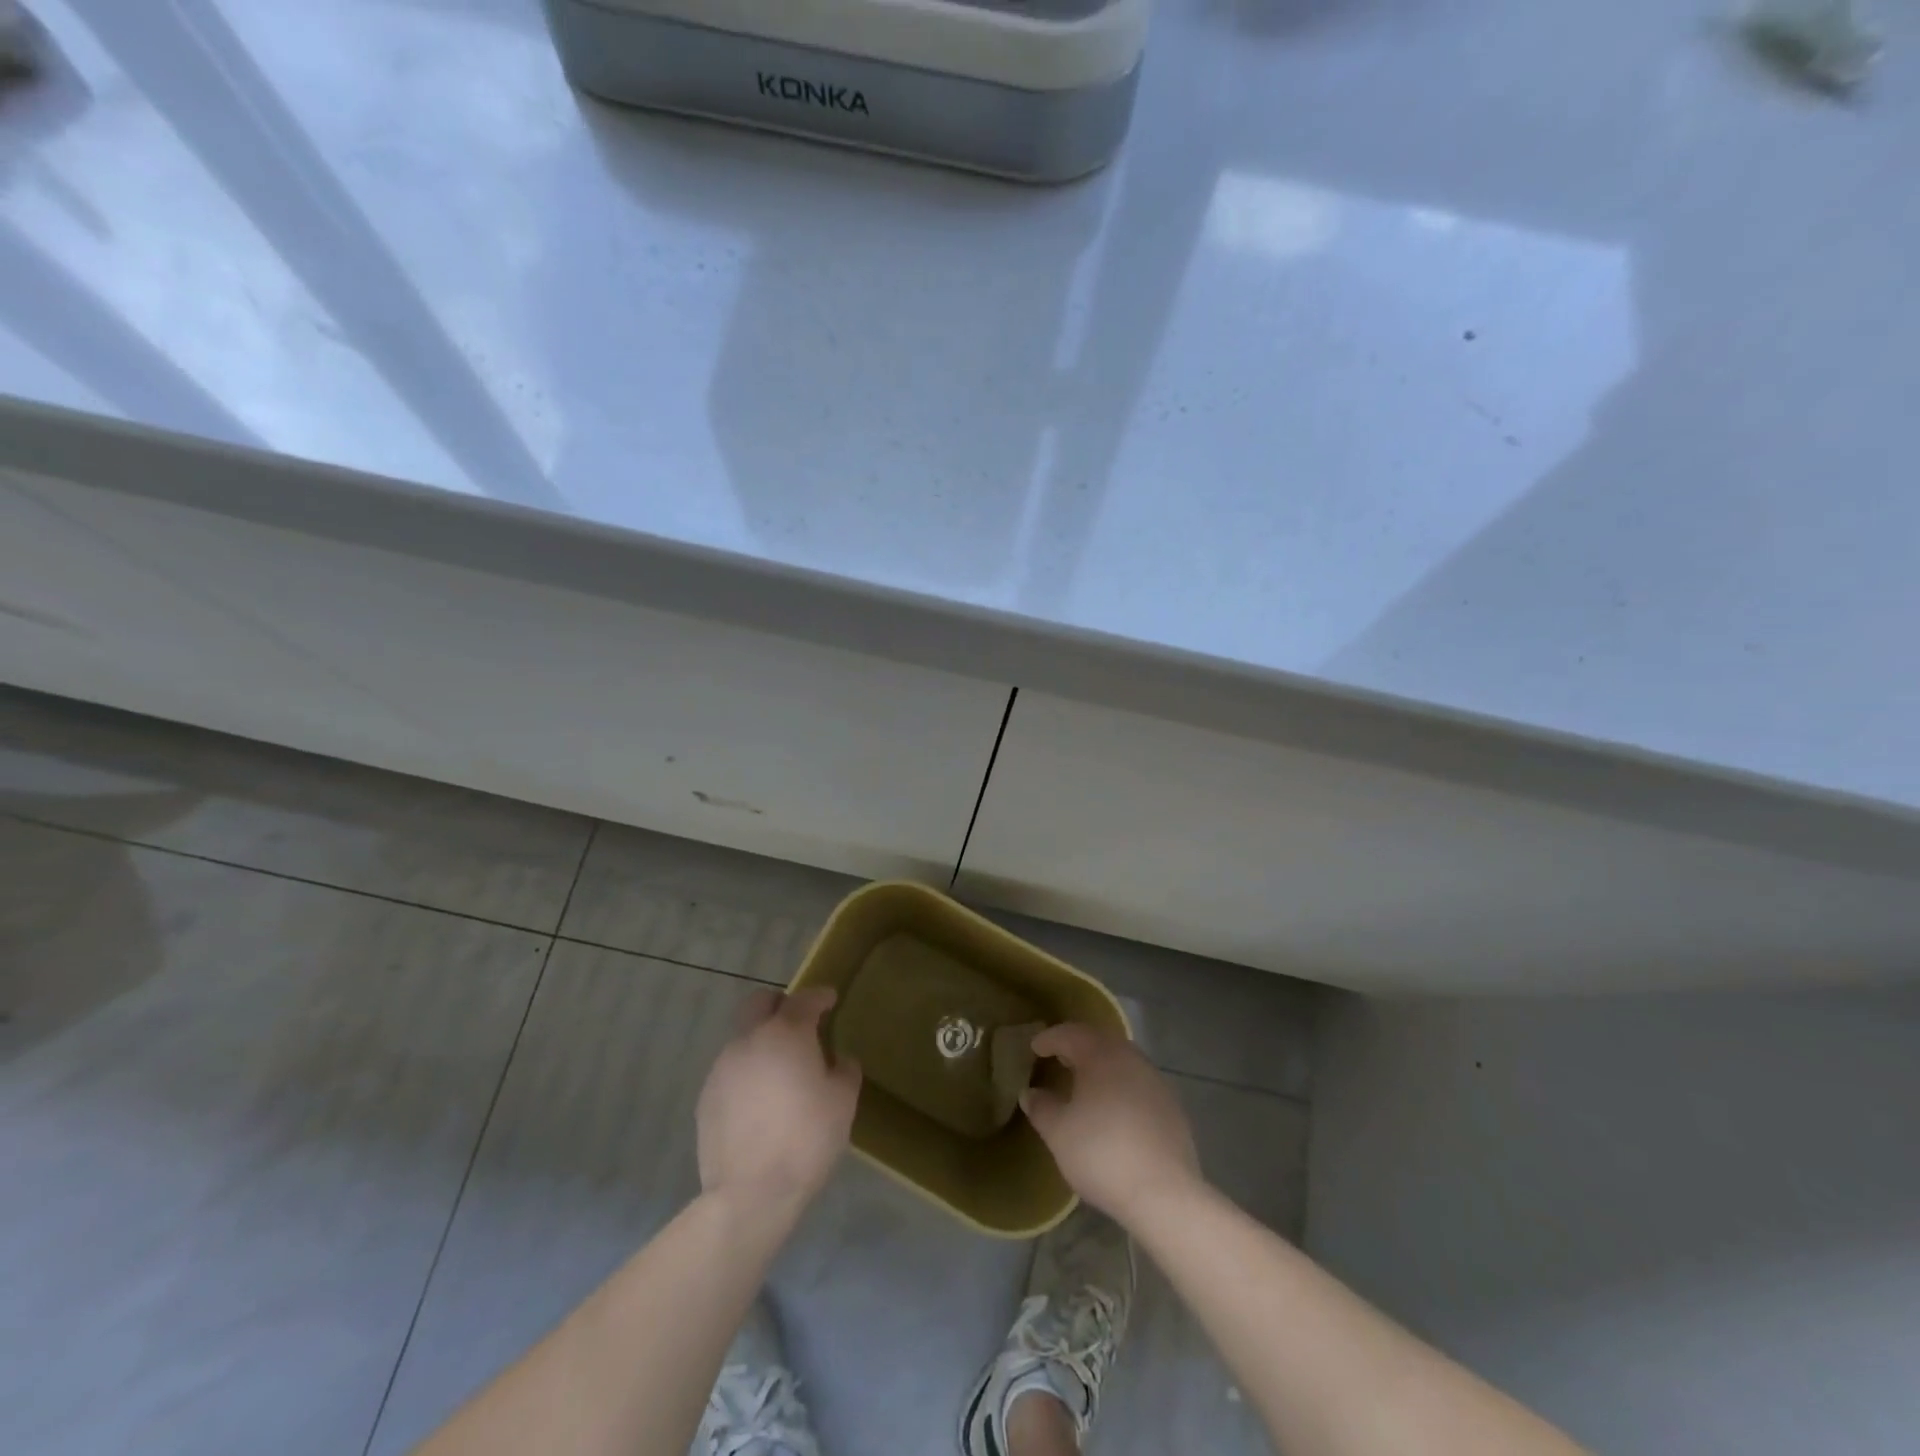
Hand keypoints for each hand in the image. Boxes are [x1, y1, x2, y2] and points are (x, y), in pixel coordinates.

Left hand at [696, 987, 860, 1213]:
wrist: (750, 1194)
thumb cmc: (806, 1139)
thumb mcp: (843, 1102)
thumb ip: (844, 1070)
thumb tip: (838, 1061)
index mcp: (786, 1034)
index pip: (804, 999)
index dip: (820, 996)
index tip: (830, 1000)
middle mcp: (749, 1040)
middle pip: (759, 1003)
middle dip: (780, 1005)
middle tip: (798, 1024)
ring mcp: (722, 1068)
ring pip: (743, 1037)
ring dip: (762, 1042)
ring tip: (780, 1071)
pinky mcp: (706, 1097)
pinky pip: (731, 1070)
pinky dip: (747, 1073)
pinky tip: (760, 1102)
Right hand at [1022, 1023, 1202, 1226]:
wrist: (1164, 1194)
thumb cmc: (1102, 1154)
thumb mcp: (1059, 1133)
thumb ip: (1041, 1108)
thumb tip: (1030, 1093)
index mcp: (1101, 1055)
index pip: (1070, 1033)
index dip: (1050, 1038)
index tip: (1034, 1047)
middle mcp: (1131, 1058)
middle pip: (1099, 1042)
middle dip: (1077, 1047)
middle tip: (1059, 1058)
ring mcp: (1155, 1081)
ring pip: (1122, 1061)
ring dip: (1101, 1066)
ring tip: (1085, 1084)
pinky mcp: (1172, 1107)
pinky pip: (1138, 1084)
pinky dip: (1120, 1086)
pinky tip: (1114, 1110)